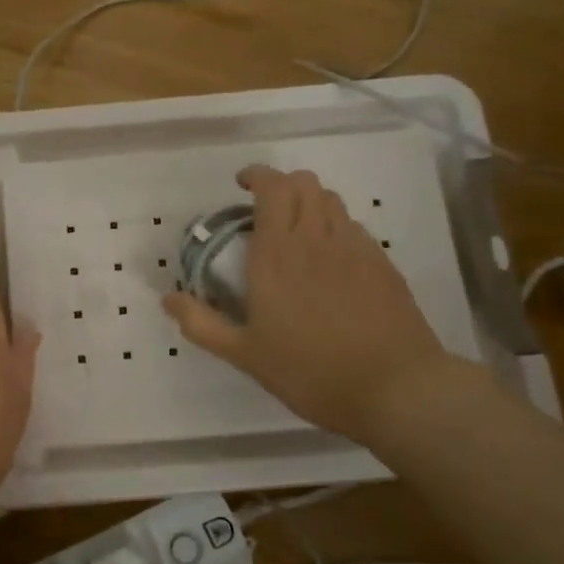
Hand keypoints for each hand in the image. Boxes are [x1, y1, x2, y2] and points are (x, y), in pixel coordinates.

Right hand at [162, 165, 452, 441]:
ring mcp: (355, 247)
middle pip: (304, 182)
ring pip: (331, 199)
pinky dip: (334, 226)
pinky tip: (329, 259)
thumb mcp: (245, 355)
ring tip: (296, 229)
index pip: (272, 188)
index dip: (257, 175)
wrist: (395, 387)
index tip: (242, 185)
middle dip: (281, 184)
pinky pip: (353, 226)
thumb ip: (202, 324)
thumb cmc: (310, 371)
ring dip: (309, 201)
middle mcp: (316, 239)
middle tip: (264, 208)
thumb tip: (168, 299)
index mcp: (277, 254)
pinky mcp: (381, 263)